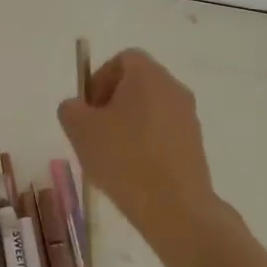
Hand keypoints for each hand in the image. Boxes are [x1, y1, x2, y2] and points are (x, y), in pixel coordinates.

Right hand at [57, 49, 220, 263]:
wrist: (175, 207)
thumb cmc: (124, 158)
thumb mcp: (80, 130)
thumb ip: (70, 109)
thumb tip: (78, 108)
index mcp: (148, 75)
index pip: (122, 60)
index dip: (100, 79)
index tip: (88, 109)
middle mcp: (173, 88)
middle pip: (137, 84)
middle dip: (112, 103)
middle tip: (94, 132)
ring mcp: (188, 117)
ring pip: (150, 109)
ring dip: (128, 124)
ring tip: (111, 156)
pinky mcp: (195, 144)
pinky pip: (163, 132)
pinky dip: (145, 143)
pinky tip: (132, 171)